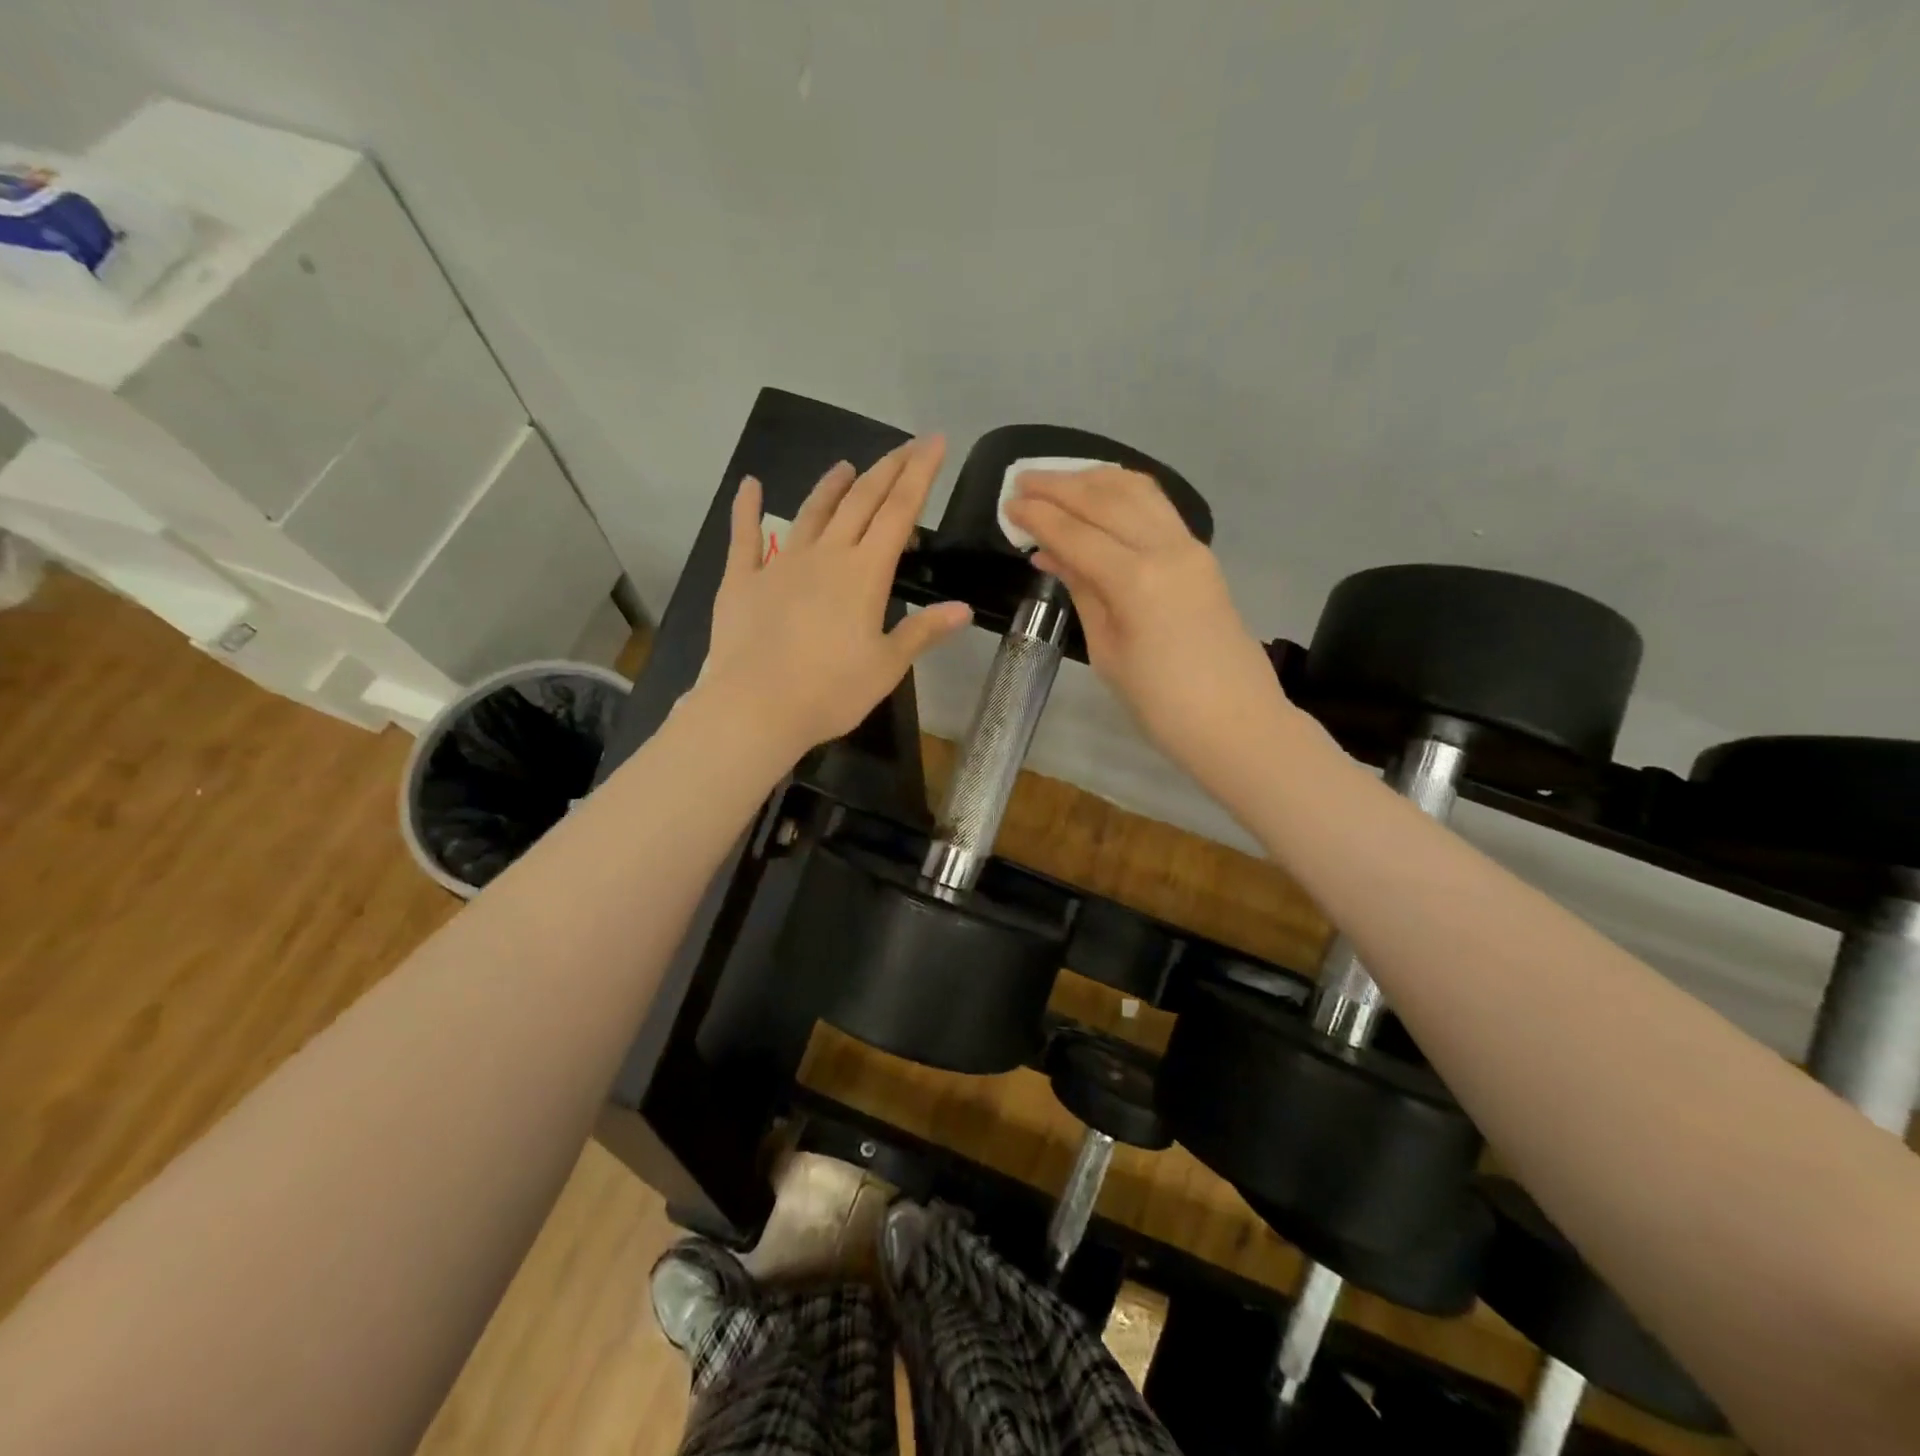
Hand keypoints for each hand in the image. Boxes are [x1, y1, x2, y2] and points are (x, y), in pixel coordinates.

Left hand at [697, 437, 971, 759]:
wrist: (756, 708)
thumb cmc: (831, 691)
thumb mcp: (887, 666)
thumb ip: (923, 632)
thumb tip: (963, 609)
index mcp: (865, 574)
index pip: (899, 512)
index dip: (920, 474)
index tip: (935, 442)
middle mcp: (826, 556)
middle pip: (860, 502)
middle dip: (887, 470)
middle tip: (906, 446)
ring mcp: (780, 563)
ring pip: (812, 512)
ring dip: (832, 486)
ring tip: (848, 466)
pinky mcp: (742, 580)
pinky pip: (745, 536)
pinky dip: (747, 508)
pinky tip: (750, 485)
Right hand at [1004, 467, 1292, 782]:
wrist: (1236, 721)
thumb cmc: (1160, 704)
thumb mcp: (1107, 651)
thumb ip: (1083, 591)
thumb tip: (1052, 553)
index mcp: (1136, 582)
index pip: (1077, 533)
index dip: (1038, 516)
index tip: (1007, 502)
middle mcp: (1166, 550)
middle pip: (1106, 499)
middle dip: (1059, 485)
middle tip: (1022, 480)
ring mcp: (1190, 547)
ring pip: (1137, 491)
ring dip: (1093, 480)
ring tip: (1057, 481)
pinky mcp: (1201, 554)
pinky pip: (1157, 507)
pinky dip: (1123, 493)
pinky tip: (1100, 496)